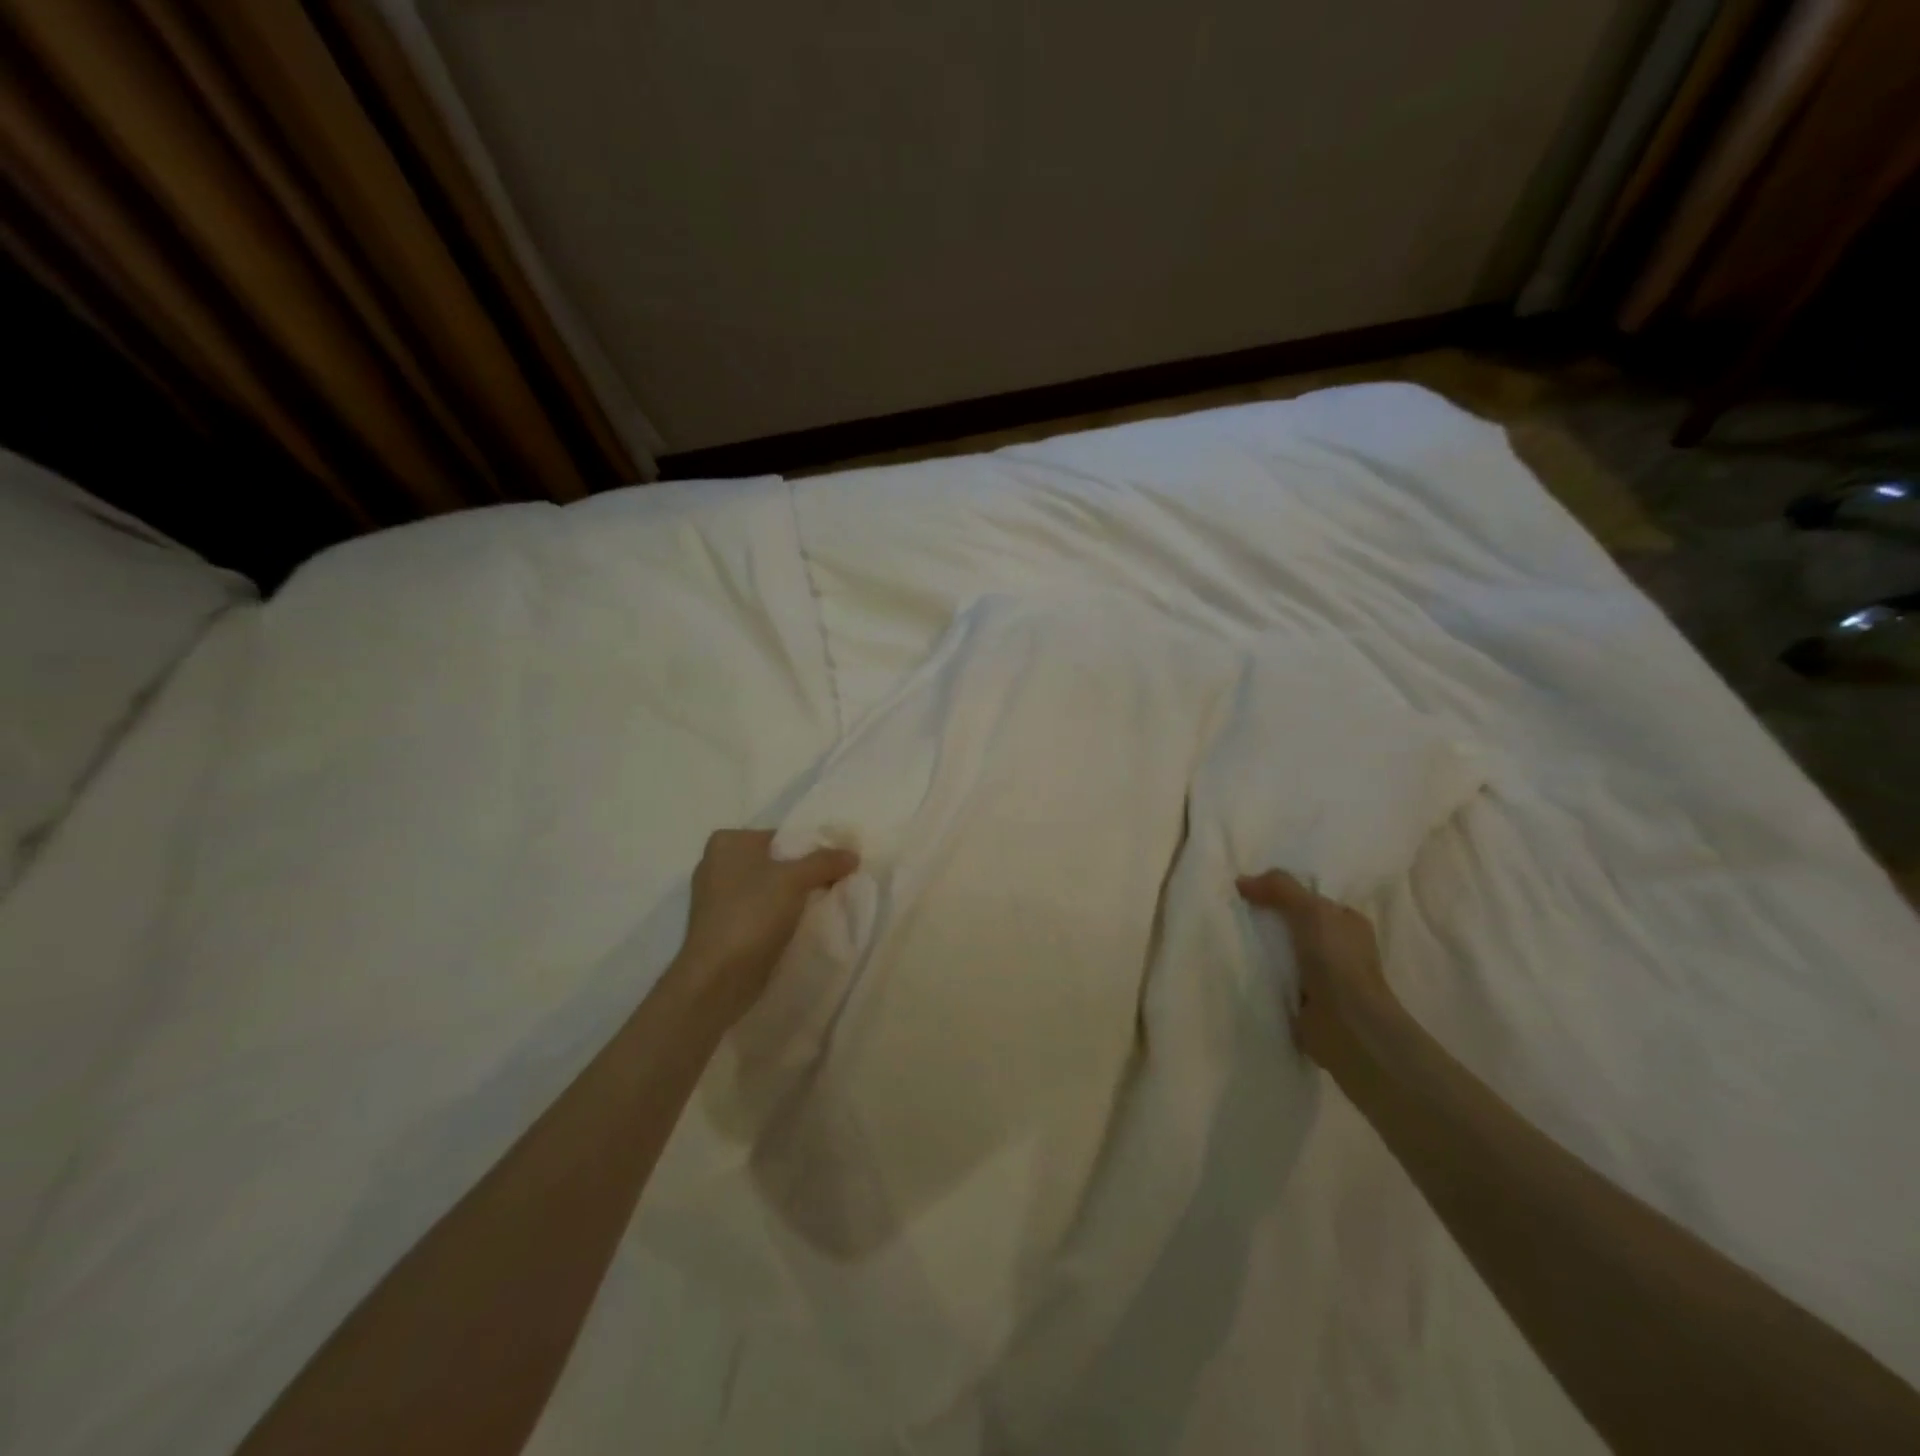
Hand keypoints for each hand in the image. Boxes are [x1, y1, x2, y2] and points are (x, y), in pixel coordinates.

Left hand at [680, 829, 858, 1018]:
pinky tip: (800, 926)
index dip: (813, 849)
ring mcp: (716, 898)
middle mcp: (716, 864)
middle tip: (835, 884)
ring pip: (768, 889)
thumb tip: (852, 854)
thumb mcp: (795, 879)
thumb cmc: (752, 915)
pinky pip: (760, 912)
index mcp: (727, 842)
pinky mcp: (721, 927)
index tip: (838, 865)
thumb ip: (825, 861)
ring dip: (793, 897)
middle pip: (775, 862)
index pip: (781, 837)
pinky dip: (779, 916)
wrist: (718, 978)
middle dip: (804, 874)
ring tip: (822, 906)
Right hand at [1237, 869, 1397, 1069]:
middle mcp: (1338, 948)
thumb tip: (1242, 881)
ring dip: (1259, 950)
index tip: (1247, 891)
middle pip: (1292, 925)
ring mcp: (1322, 977)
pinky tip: (1236, 967)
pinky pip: (1274, 979)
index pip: (1310, 899)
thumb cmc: (1337, 962)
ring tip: (1226, 938)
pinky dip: (1258, 975)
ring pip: (1281, 953)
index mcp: (1347, 923)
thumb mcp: (1311, 910)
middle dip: (1265, 921)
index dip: (1281, 893)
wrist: (1348, 1027)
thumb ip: (1279, 888)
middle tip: (1230, 912)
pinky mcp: (1304, 1002)